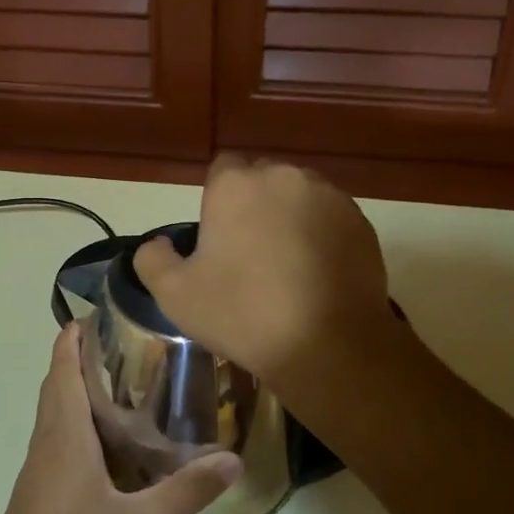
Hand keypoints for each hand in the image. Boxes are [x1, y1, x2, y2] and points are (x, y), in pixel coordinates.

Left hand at [0, 323, 240, 513]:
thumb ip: (186, 491)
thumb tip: (234, 458)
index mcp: (64, 434)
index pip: (62, 368)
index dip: (73, 336)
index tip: (99, 312)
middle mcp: (46, 441)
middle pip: (56, 383)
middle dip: (79, 355)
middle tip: (124, 341)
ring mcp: (38, 467)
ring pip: (54, 410)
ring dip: (76, 386)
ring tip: (121, 380)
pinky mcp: (38, 490)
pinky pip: (56, 436)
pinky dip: (76, 418)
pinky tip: (106, 440)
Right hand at [132, 154, 396, 401]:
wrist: (327, 344)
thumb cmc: (242, 313)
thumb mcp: (175, 295)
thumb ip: (153, 259)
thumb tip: (159, 244)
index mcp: (235, 185)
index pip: (222, 169)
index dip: (218, 200)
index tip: (220, 237)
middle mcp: (283, 176)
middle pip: (263, 180)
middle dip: (255, 205)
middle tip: (250, 254)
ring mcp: (328, 196)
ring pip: (299, 197)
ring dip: (290, 217)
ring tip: (288, 265)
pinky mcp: (360, 221)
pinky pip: (331, 218)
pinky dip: (322, 235)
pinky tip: (317, 274)